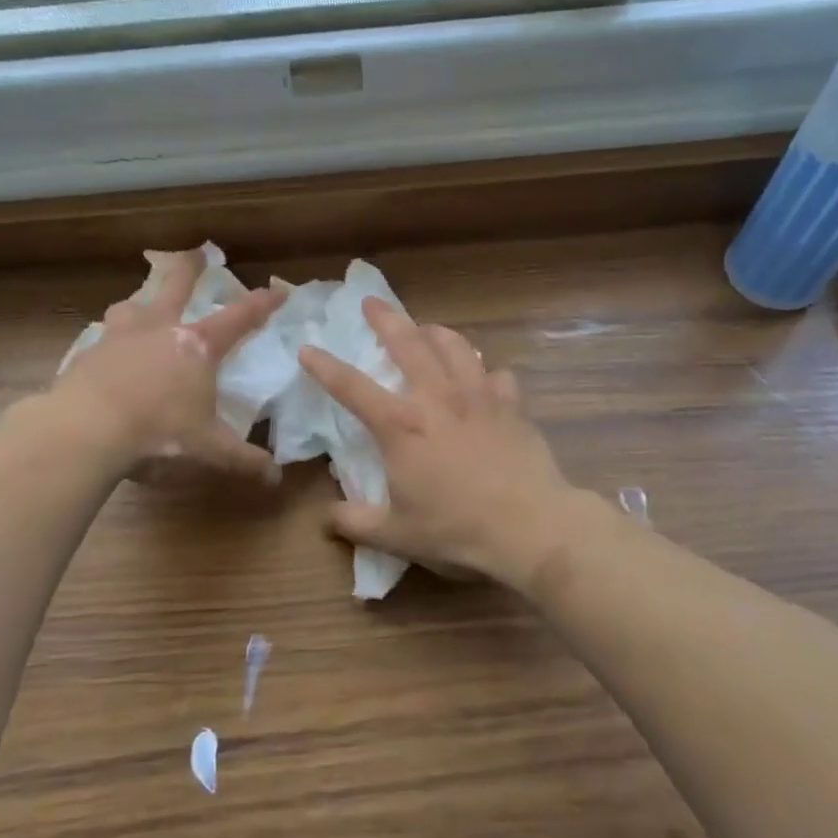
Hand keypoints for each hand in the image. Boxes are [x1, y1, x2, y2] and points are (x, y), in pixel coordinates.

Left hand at [54, 250, 283, 479]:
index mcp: (196, 346)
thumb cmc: (157, 432)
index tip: (277, 290)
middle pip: (176, 285)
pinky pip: (103, 338)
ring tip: (140, 306)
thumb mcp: (206, 449)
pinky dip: (111, 341)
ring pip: (132, 305)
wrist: (84, 431)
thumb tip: (275, 478)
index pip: (238, 318)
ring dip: (140, 302)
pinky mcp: (88, 354)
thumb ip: (242, 460)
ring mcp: (120, 337)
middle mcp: (159, 329)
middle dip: (190, 267)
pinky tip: (106, 355)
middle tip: (196, 252)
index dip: (261, 304)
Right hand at [298, 298, 587, 587]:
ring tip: (426, 329)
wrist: (530, 527)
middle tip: (371, 302)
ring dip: (435, 332)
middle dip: (385, 319)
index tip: (307, 348)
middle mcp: (436, 397)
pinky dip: (484, 371)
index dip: (325, 366)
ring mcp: (478, 395)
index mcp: (401, 425)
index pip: (351, 386)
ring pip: (454, 346)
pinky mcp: (511, 404)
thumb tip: (327, 517)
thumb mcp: (397, 536)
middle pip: (407, 343)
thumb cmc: (457, 529)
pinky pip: (496, 374)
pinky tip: (482, 379)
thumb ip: (356, 523)